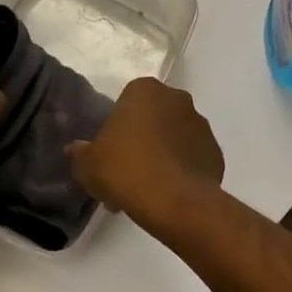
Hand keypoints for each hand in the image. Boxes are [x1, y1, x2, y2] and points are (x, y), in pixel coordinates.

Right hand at [67, 77, 223, 228]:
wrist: (176, 201)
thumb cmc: (127, 170)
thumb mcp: (88, 164)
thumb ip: (80, 152)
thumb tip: (77, 149)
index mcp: (144, 90)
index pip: (126, 104)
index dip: (116, 131)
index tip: (110, 157)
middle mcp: (176, 98)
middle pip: (152, 119)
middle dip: (141, 141)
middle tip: (126, 175)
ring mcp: (200, 123)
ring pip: (173, 138)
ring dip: (162, 155)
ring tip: (148, 190)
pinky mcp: (215, 150)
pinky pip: (192, 158)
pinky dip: (182, 170)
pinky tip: (169, 194)